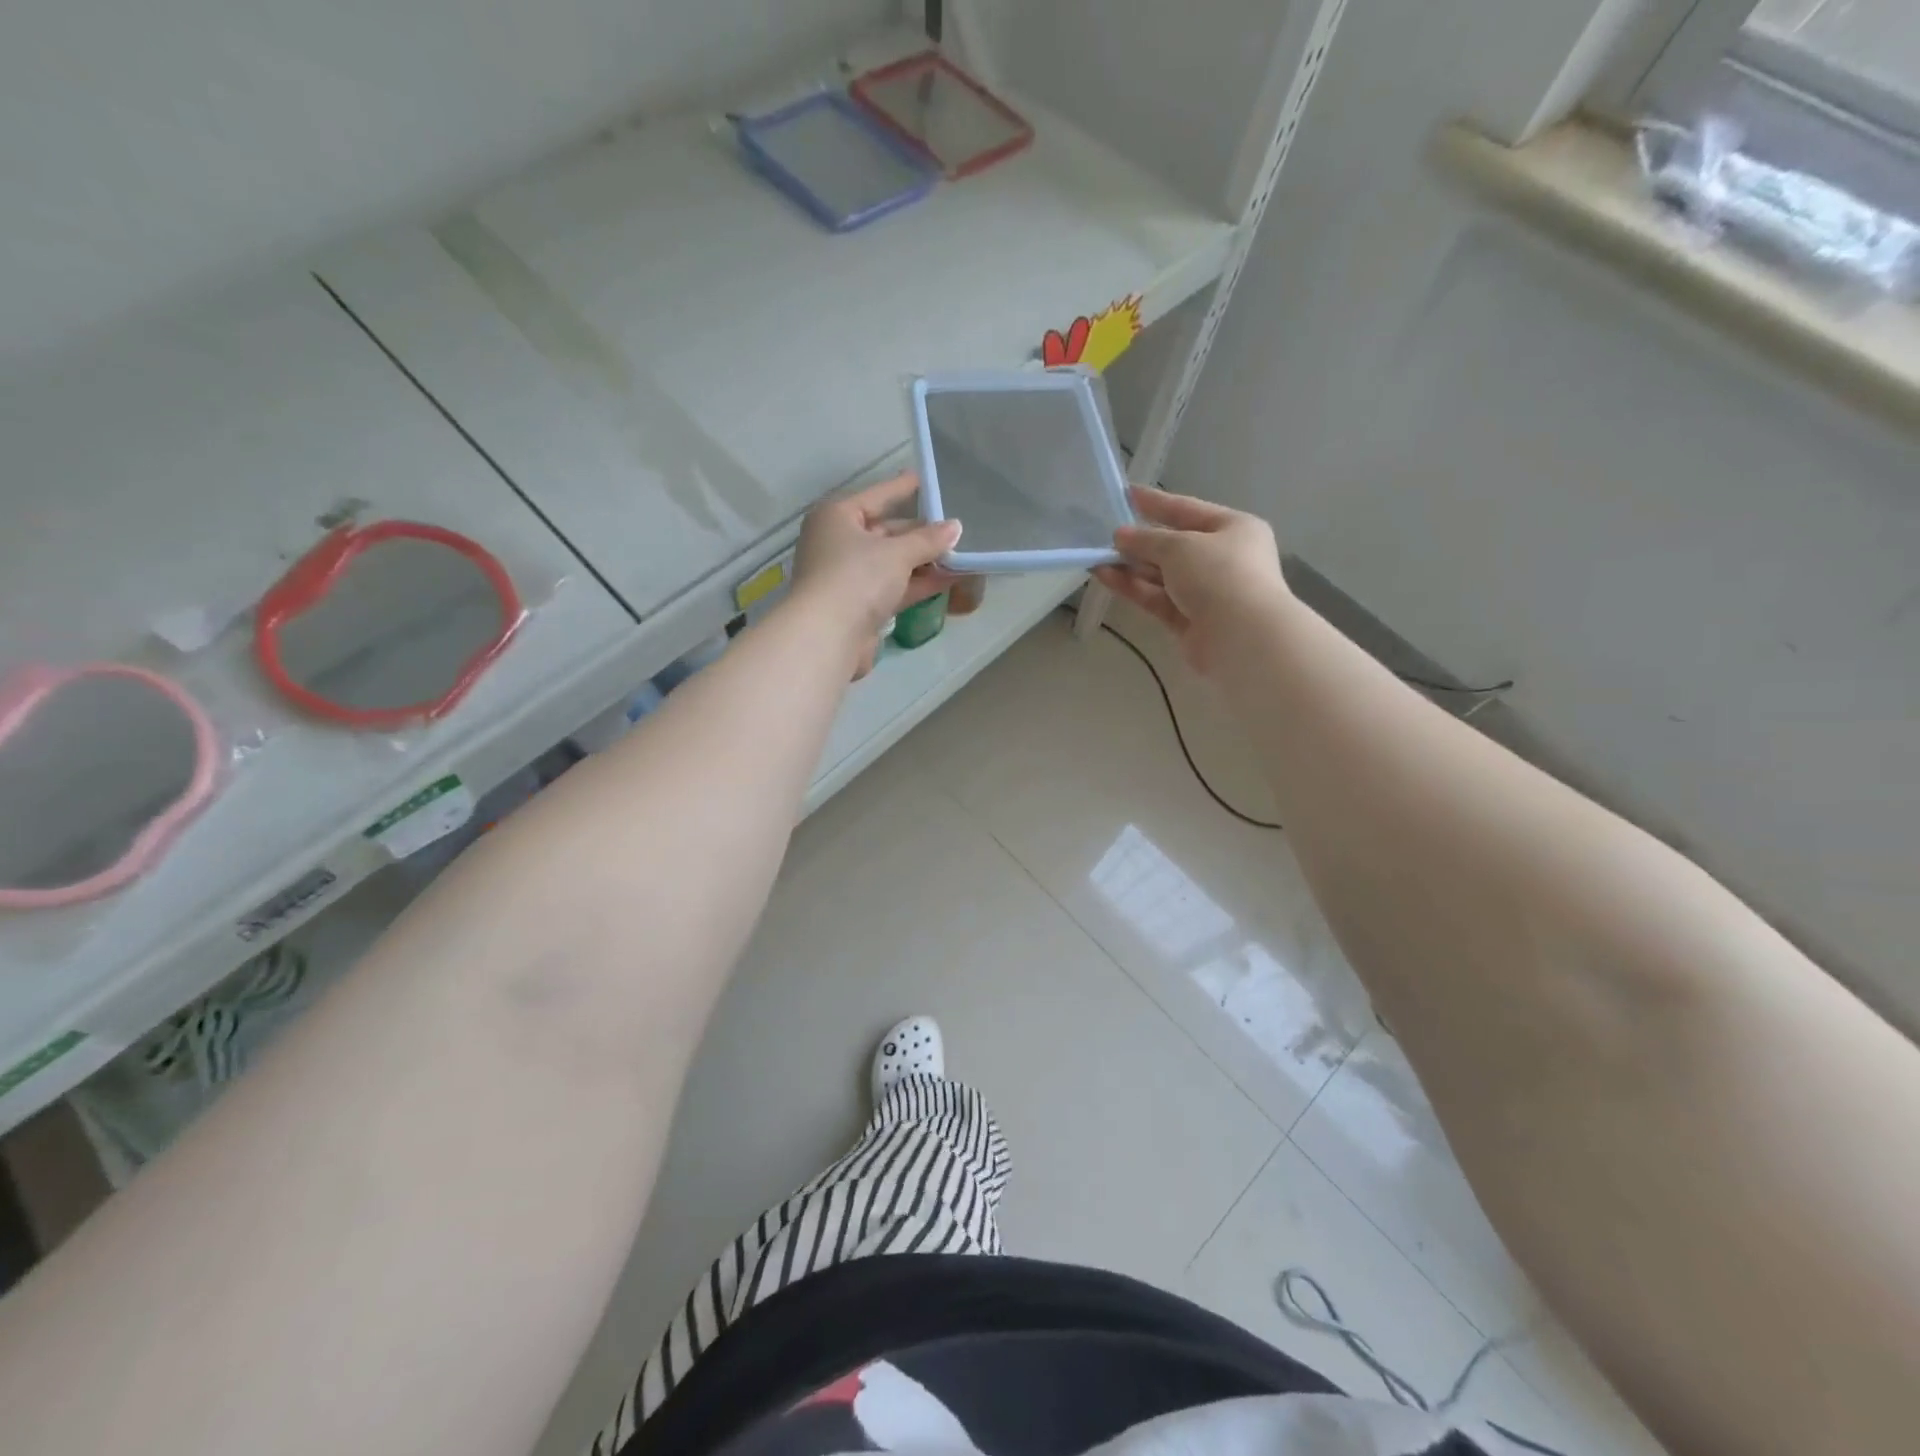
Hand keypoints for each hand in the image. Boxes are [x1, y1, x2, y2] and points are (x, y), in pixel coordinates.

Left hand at [791, 472, 961, 677]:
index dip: (902, 488)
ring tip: (961, 554)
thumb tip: (956, 527)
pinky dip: (918, 582)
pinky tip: (949, 579)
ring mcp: (848, 577)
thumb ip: (928, 540)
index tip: (925, 478)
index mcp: (837, 517)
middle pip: (886, 532)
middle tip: (955, 528)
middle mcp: (838, 543)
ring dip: (924, 560)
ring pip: (891, 562)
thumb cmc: (856, 577)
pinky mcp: (859, 606)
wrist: (828, 636)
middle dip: (920, 533)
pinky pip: (894, 587)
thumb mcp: (897, 553)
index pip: (877, 496)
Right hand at [1092, 486, 1292, 675]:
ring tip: (1096, 556)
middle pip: (1174, 545)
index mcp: (1234, 529)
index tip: (1126, 494)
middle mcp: (1223, 558)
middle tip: (1104, 533)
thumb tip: (1120, 536)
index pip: (1188, 510)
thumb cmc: (1219, 575)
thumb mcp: (1180, 546)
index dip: (1156, 502)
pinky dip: (1133, 587)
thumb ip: (1147, 539)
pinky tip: (1105, 576)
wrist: (1241, 636)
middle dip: (1140, 540)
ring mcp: (1206, 592)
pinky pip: (1157, 598)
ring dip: (1131, 565)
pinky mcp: (1189, 621)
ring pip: (1162, 575)